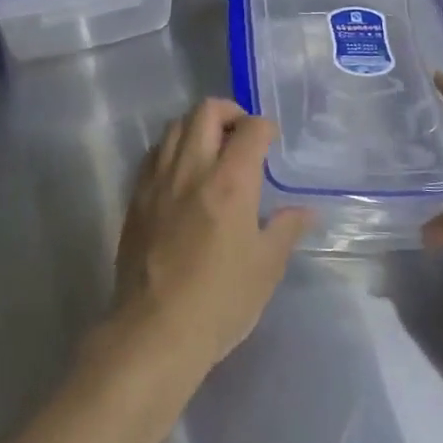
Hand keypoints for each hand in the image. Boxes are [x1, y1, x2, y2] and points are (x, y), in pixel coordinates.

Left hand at [112, 99, 310, 377]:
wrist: (155, 331)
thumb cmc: (220, 301)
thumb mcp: (266, 267)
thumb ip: (286, 229)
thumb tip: (305, 211)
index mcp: (230, 182)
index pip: (251, 129)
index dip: (266, 127)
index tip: (272, 142)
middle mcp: (192, 168)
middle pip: (205, 111)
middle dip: (229, 112)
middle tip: (242, 135)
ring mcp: (158, 179)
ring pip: (175, 125)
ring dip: (197, 126)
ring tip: (212, 150)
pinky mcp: (136, 196)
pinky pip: (155, 153)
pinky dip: (173, 148)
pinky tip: (183, 173)